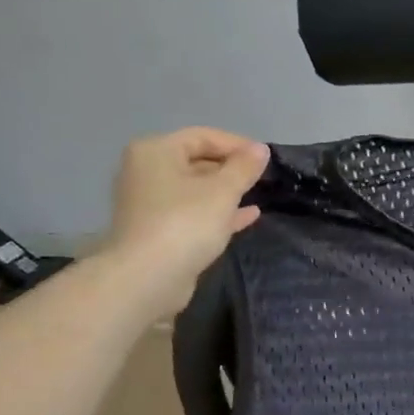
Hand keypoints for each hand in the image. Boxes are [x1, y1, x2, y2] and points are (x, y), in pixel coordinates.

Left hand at [100, 127, 269, 317]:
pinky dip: (218, 212)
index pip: (203, 136)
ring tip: (258, 194)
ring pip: (196, 189)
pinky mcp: (158, 231)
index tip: (266, 159)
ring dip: (227, 191)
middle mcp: (147, 172)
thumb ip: (244, 167)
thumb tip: (260, 149)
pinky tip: (248, 216)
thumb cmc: (185, 223)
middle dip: (231, 168)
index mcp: (156, 151)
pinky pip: (193, 212)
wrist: (147, 278)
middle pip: (196, 161)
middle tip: (263, 178)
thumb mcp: (223, 191)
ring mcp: (150, 203)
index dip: (237, 144)